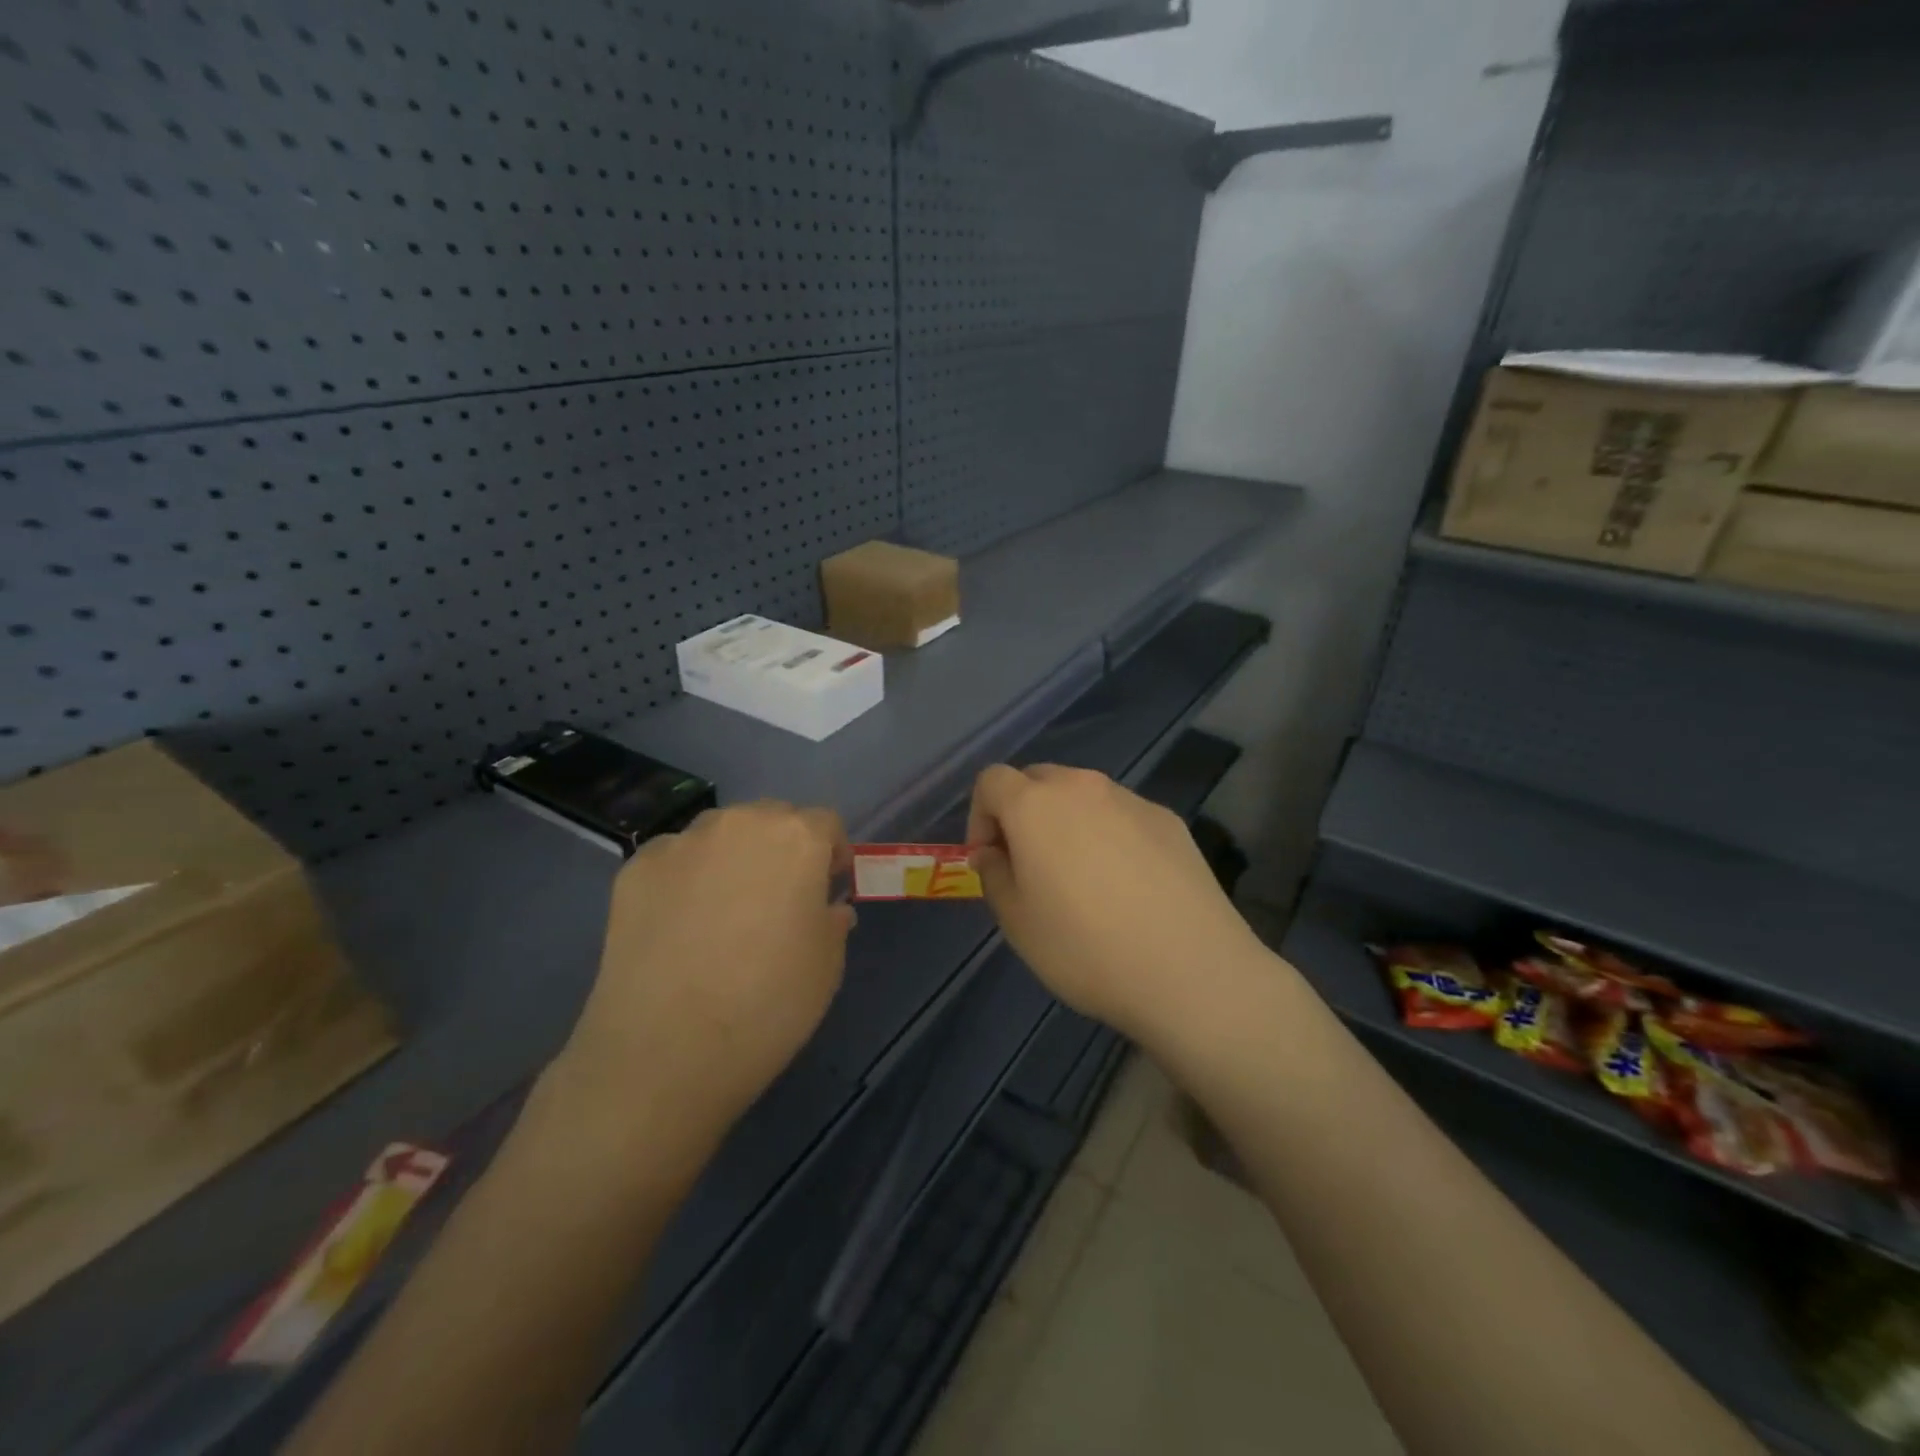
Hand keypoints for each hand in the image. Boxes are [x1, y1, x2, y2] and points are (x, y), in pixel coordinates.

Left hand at [552, 802, 853, 1152]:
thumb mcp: (827, 965)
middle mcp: (739, 823)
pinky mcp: (635, 869)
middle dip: (782, 849)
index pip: (825, 824)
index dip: (831, 855)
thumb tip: (826, 908)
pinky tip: (680, 926)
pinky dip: (685, 879)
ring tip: (725, 911)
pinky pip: (675, 860)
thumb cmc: (768, 1002)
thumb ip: (832, 921)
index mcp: (797, 838)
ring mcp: (681, 842)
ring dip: (733, 857)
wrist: (664, 1050)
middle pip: (771, 819)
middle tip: (779, 899)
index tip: (827, 890)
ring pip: (720, 834)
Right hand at [967, 765, 1264, 1042]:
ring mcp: (1131, 800)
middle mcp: (1082, 787)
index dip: (980, 815)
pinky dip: (1110, 835)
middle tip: (1030, 865)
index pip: (992, 780)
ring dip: (1067, 822)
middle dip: (1022, 813)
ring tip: (1082, 878)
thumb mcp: (1017, 923)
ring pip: (1083, 795)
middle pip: (1038, 779)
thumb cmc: (1085, 948)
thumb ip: (994, 875)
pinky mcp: (1169, 820)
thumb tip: (993, 852)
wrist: (1191, 970)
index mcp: (1035, 805)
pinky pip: (1122, 815)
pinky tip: (1127, 885)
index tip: (991, 859)